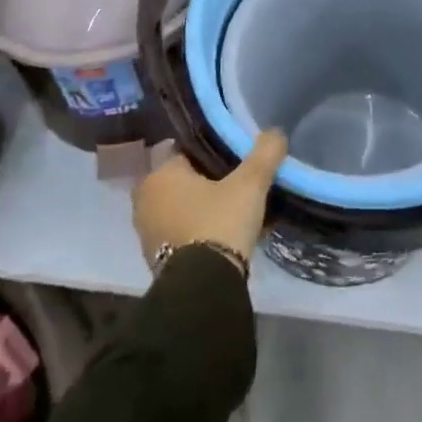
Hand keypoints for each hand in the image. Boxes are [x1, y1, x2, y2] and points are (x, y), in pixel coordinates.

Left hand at [132, 130, 288, 269]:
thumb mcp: (250, 184)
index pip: (181, 149)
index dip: (206, 150)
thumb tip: (276, 132)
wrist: (203, 289)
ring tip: (230, 209)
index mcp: (160, 174)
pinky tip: (220, 234)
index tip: (228, 155)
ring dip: (197, 207)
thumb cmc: (219, 223)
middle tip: (232, 181)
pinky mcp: (154, 260)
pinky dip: (194, 231)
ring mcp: (146, 232)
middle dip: (201, 180)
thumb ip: (264, 154)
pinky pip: (177, 233)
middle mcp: (145, 199)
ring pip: (177, 207)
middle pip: (178, 179)